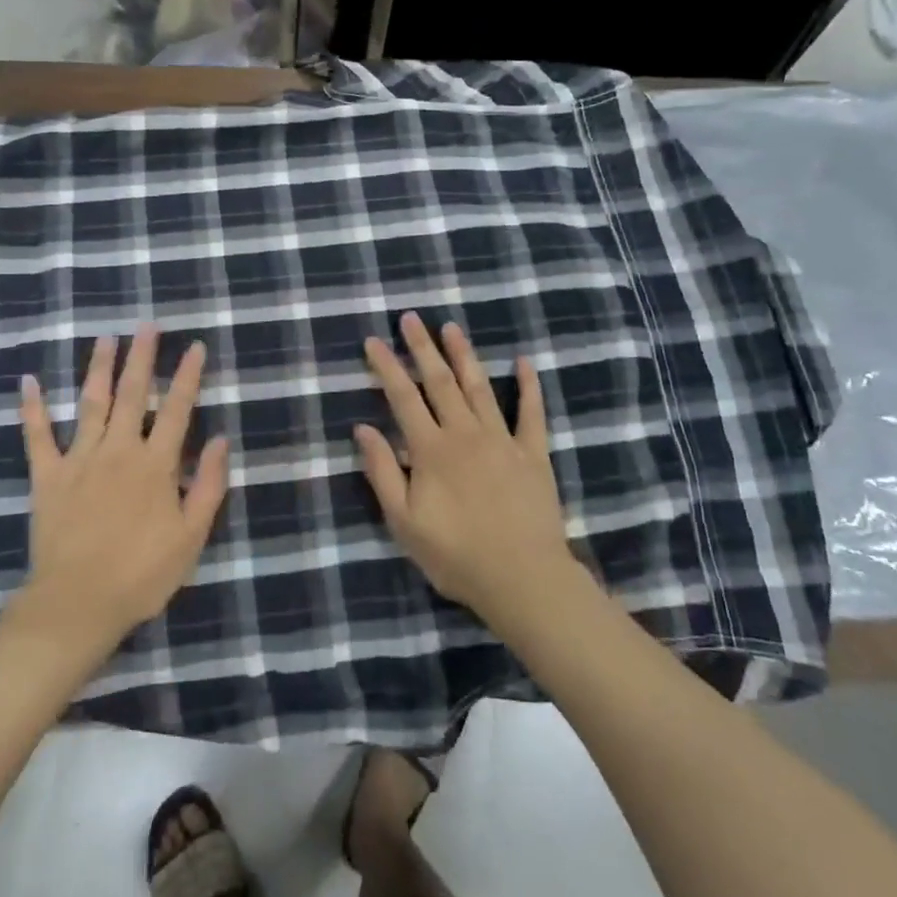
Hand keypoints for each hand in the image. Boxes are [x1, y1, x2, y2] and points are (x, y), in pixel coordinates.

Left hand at [18, 323, 230, 648]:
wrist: (77, 603)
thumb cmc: (142, 574)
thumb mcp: (191, 536)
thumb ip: (208, 486)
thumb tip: (219, 440)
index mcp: (155, 464)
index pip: (176, 409)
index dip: (187, 376)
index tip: (195, 346)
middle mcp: (118, 450)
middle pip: (132, 394)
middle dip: (142, 357)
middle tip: (146, 325)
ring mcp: (79, 459)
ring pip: (91, 403)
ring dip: (99, 368)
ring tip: (105, 338)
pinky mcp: (47, 476)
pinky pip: (36, 435)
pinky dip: (32, 408)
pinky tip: (29, 381)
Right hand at [354, 314, 579, 631]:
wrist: (522, 578)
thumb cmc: (455, 555)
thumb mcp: (403, 521)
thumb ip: (383, 471)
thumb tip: (363, 428)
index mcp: (431, 450)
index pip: (403, 398)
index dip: (387, 367)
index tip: (374, 341)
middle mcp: (465, 434)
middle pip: (440, 382)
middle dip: (422, 348)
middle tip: (411, 318)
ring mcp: (503, 440)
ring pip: (479, 387)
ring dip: (464, 355)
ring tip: (451, 327)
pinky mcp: (533, 454)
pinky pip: (531, 413)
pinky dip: (528, 386)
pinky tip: (524, 361)